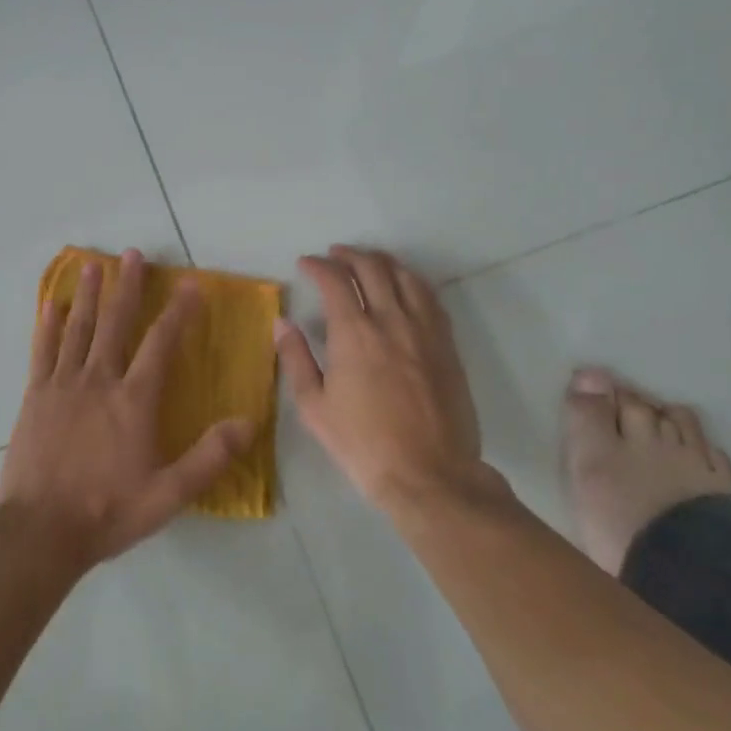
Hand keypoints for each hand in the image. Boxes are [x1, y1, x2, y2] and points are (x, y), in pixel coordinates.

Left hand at [0, 249, 255, 569]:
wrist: (41, 531)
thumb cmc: (108, 511)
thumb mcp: (169, 494)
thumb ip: (210, 457)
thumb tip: (249, 423)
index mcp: (133, 400)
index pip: (161, 343)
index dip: (178, 311)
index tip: (190, 284)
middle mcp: (99, 380)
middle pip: (116, 323)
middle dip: (127, 287)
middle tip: (133, 254)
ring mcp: (63, 385)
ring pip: (78, 328)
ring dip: (88, 294)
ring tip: (93, 265)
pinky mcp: (35, 396)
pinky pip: (42, 351)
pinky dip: (48, 326)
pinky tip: (50, 305)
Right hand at [277, 245, 502, 515]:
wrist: (430, 475)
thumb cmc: (363, 445)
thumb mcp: (314, 407)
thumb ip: (295, 359)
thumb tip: (283, 323)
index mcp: (354, 333)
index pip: (335, 280)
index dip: (318, 265)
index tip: (306, 264)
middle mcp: (392, 320)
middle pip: (373, 268)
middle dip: (349, 255)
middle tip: (334, 255)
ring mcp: (425, 330)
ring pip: (406, 277)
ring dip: (383, 261)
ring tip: (369, 261)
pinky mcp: (447, 346)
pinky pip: (431, 298)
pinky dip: (412, 282)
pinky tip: (405, 287)